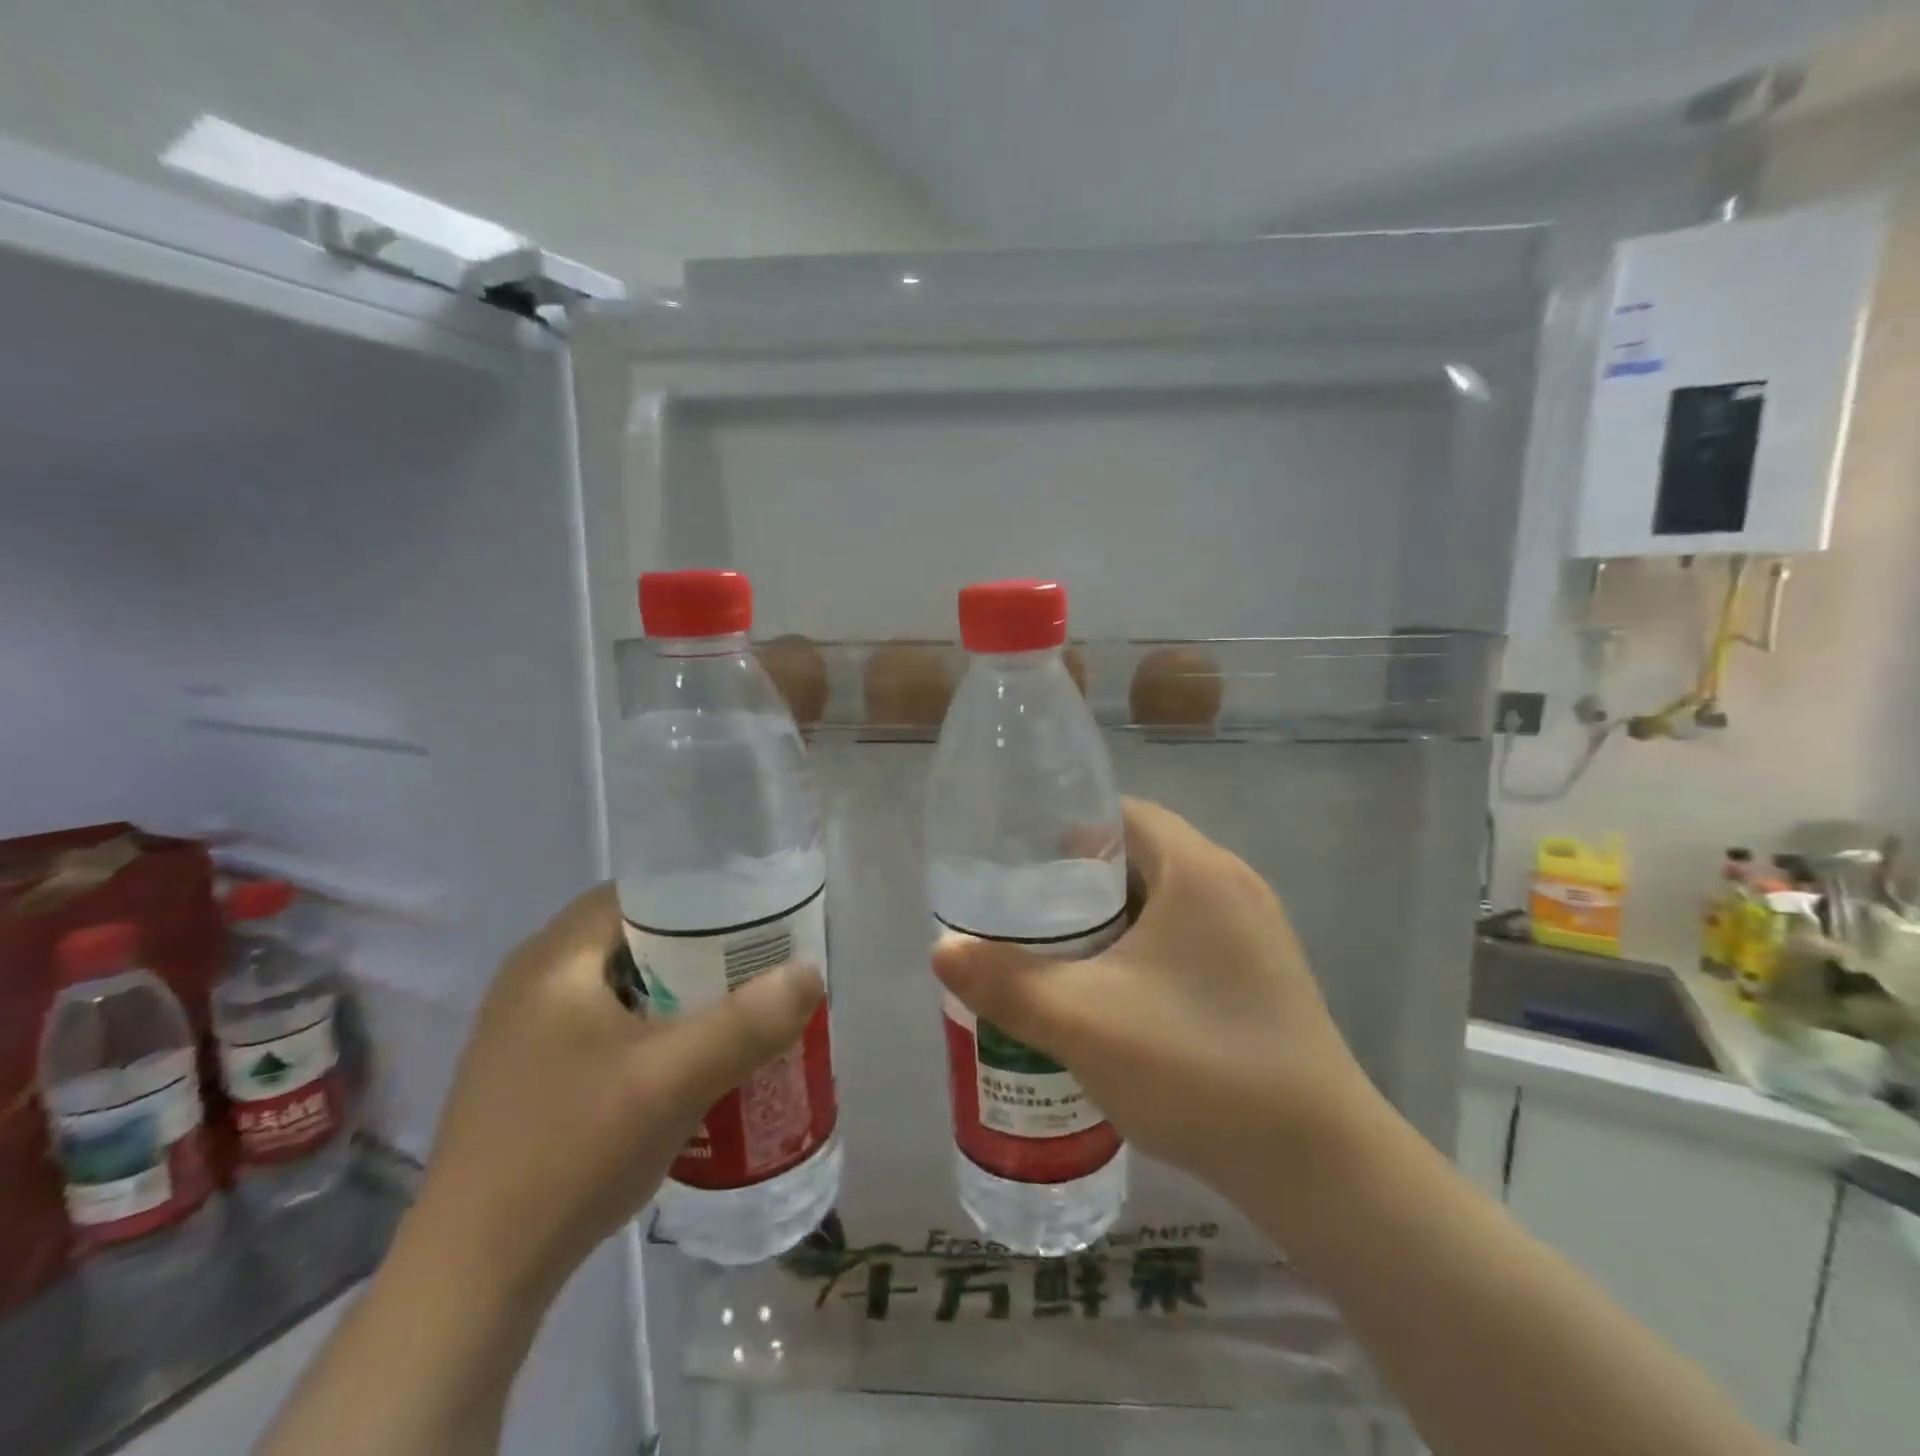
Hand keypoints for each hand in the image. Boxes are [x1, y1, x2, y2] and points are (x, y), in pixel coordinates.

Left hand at [411, 884, 824, 1295]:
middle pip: (635, 937)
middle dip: (700, 949)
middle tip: (757, 967)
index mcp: (554, 959)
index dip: (702, 896)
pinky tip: (687, 1064)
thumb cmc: (571, 1152)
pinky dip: (652, 1029)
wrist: (472, 1280)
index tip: (756, 918)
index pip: (640, 891)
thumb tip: (810, 972)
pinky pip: (606, 1025)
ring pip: (623, 985)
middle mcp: (532, 981)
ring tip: (735, 1011)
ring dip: (679, 993)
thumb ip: (749, 1022)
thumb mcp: (675, 1080)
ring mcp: (524, 1032)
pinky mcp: (529, 1076)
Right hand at [933, 798, 1384, 1224]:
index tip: (1018, 862)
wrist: (1320, 1166)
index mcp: (1198, 869)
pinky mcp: (1263, 975)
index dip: (1065, 828)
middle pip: (1140, 856)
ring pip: (1164, 901)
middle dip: (1078, 880)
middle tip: (1025, 913)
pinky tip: (1113, 996)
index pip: (1121, 813)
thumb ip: (1006, 982)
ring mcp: (1255, 932)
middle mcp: (1233, 885)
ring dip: (1111, 919)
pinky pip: (1188, 938)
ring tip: (1056, 953)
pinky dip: (1144, 949)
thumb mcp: (1084, 1021)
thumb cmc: (1197, 1066)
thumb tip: (940, 948)